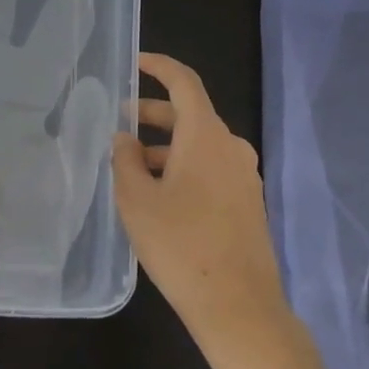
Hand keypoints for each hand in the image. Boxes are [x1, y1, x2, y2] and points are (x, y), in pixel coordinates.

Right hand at [111, 53, 287, 348]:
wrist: (238, 306)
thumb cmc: (180, 245)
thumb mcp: (137, 200)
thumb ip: (125, 160)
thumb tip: (124, 138)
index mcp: (206, 136)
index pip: (184, 83)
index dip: (159, 66)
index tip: (136, 62)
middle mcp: (231, 147)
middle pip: (190, 115)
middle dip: (153, 114)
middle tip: (120, 124)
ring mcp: (244, 175)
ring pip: (200, 145)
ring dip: (166, 147)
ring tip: (132, 167)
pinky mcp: (248, 202)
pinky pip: (211, 168)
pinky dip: (184, 167)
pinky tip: (160, 195)